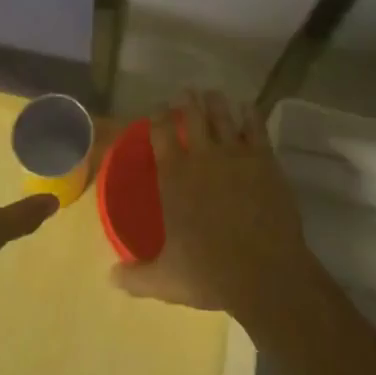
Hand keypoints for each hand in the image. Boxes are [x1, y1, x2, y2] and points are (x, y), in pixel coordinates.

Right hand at [111, 89, 315, 328]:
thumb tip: (110, 277)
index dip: (157, 115)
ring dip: (216, 102)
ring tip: (212, 94)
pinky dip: (250, 114)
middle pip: (192, 114)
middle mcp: (202, 155)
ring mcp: (235, 153)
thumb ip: (136, 276)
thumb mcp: (165, 281)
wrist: (265, 273)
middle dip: (187, 100)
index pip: (161, 131)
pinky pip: (256, 127)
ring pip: (223, 115)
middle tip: (186, 93)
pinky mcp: (263, 159)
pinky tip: (248, 108)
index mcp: (174, 175)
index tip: (157, 107)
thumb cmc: (210, 273)